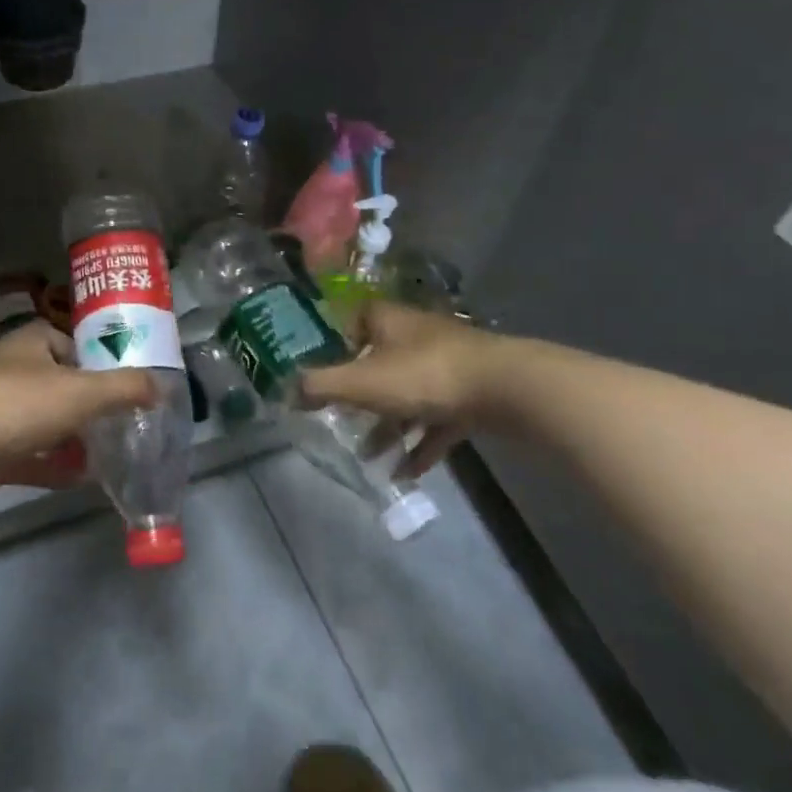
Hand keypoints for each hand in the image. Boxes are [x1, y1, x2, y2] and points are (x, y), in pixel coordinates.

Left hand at [0, 322, 154, 517]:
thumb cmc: (18, 405)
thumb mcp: (83, 391)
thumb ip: (125, 388)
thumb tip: (162, 386)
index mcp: (31, 345)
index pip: (68, 341)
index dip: (96, 358)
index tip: (124, 380)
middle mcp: (12, 373)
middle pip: (59, 384)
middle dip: (89, 403)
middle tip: (124, 421)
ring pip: (45, 423)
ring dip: (73, 438)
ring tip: (111, 451)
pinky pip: (31, 458)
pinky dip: (55, 467)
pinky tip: (83, 479)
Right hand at [297, 302, 511, 477]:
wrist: (506, 389)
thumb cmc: (424, 375)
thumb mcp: (362, 382)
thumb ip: (319, 386)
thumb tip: (285, 390)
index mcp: (390, 322)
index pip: (358, 318)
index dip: (340, 339)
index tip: (325, 366)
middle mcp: (418, 337)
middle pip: (382, 361)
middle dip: (362, 395)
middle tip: (341, 419)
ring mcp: (449, 365)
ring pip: (410, 395)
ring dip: (390, 425)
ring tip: (369, 456)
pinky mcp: (472, 394)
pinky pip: (438, 420)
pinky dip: (422, 444)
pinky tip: (407, 473)